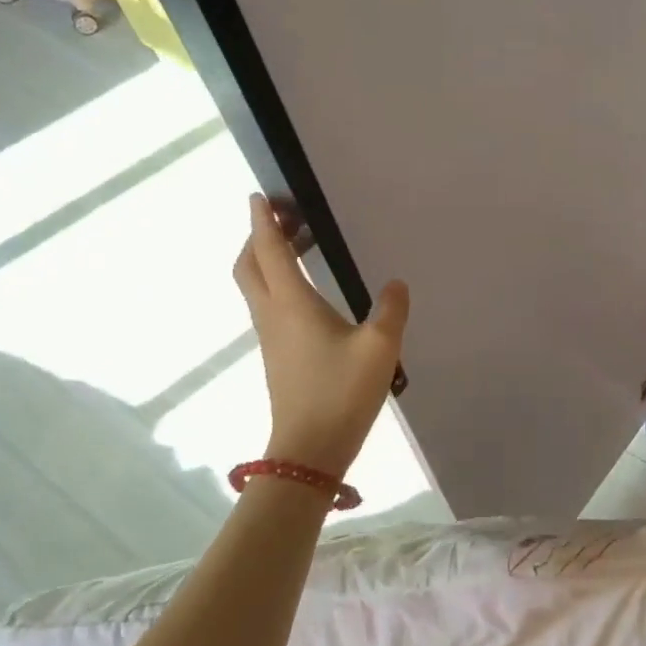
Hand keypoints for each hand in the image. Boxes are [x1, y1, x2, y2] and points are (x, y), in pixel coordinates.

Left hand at [233, 194, 408, 473]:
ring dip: (268, 260)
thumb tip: (395, 284)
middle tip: (285, 220)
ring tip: (299, 248)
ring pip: (256, 286)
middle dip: (258, 237)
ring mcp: (270, 337)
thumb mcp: (380, 348)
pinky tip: (309, 293)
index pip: (269, 251)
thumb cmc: (342, 393)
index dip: (263, 221)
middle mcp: (273, 314)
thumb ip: (391, 310)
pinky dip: (278, 284)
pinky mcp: (277, 355)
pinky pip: (268, 305)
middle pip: (249, 265)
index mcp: (292, 303)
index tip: (260, 196)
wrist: (310, 449)